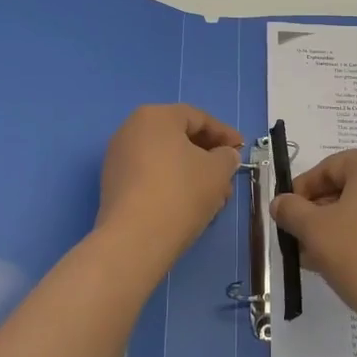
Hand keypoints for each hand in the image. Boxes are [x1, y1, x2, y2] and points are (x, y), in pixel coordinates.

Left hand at [97, 104, 244, 270]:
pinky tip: (191, 204)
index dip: (224, 133)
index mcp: (155, 117)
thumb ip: (227, 156)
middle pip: (179, 137)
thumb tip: (224, 155)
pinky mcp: (114, 185)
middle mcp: (131, 130)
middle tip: (229, 174)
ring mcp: (119, 158)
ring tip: (215, 196)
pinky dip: (173, 184)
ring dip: (193, 173)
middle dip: (209, 156)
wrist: (135, 239)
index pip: (198, 118)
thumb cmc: (181, 192)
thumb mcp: (218, 171)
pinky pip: (151, 175)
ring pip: (166, 159)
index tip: (242, 149)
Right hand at [271, 149, 356, 328]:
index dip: (302, 191)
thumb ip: (291, 210)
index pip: (329, 168)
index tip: (286, 216)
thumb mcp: (314, 231)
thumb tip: (280, 203)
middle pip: (350, 187)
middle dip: (320, 213)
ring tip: (317, 259)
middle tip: (300, 240)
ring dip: (340, 228)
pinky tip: (347, 265)